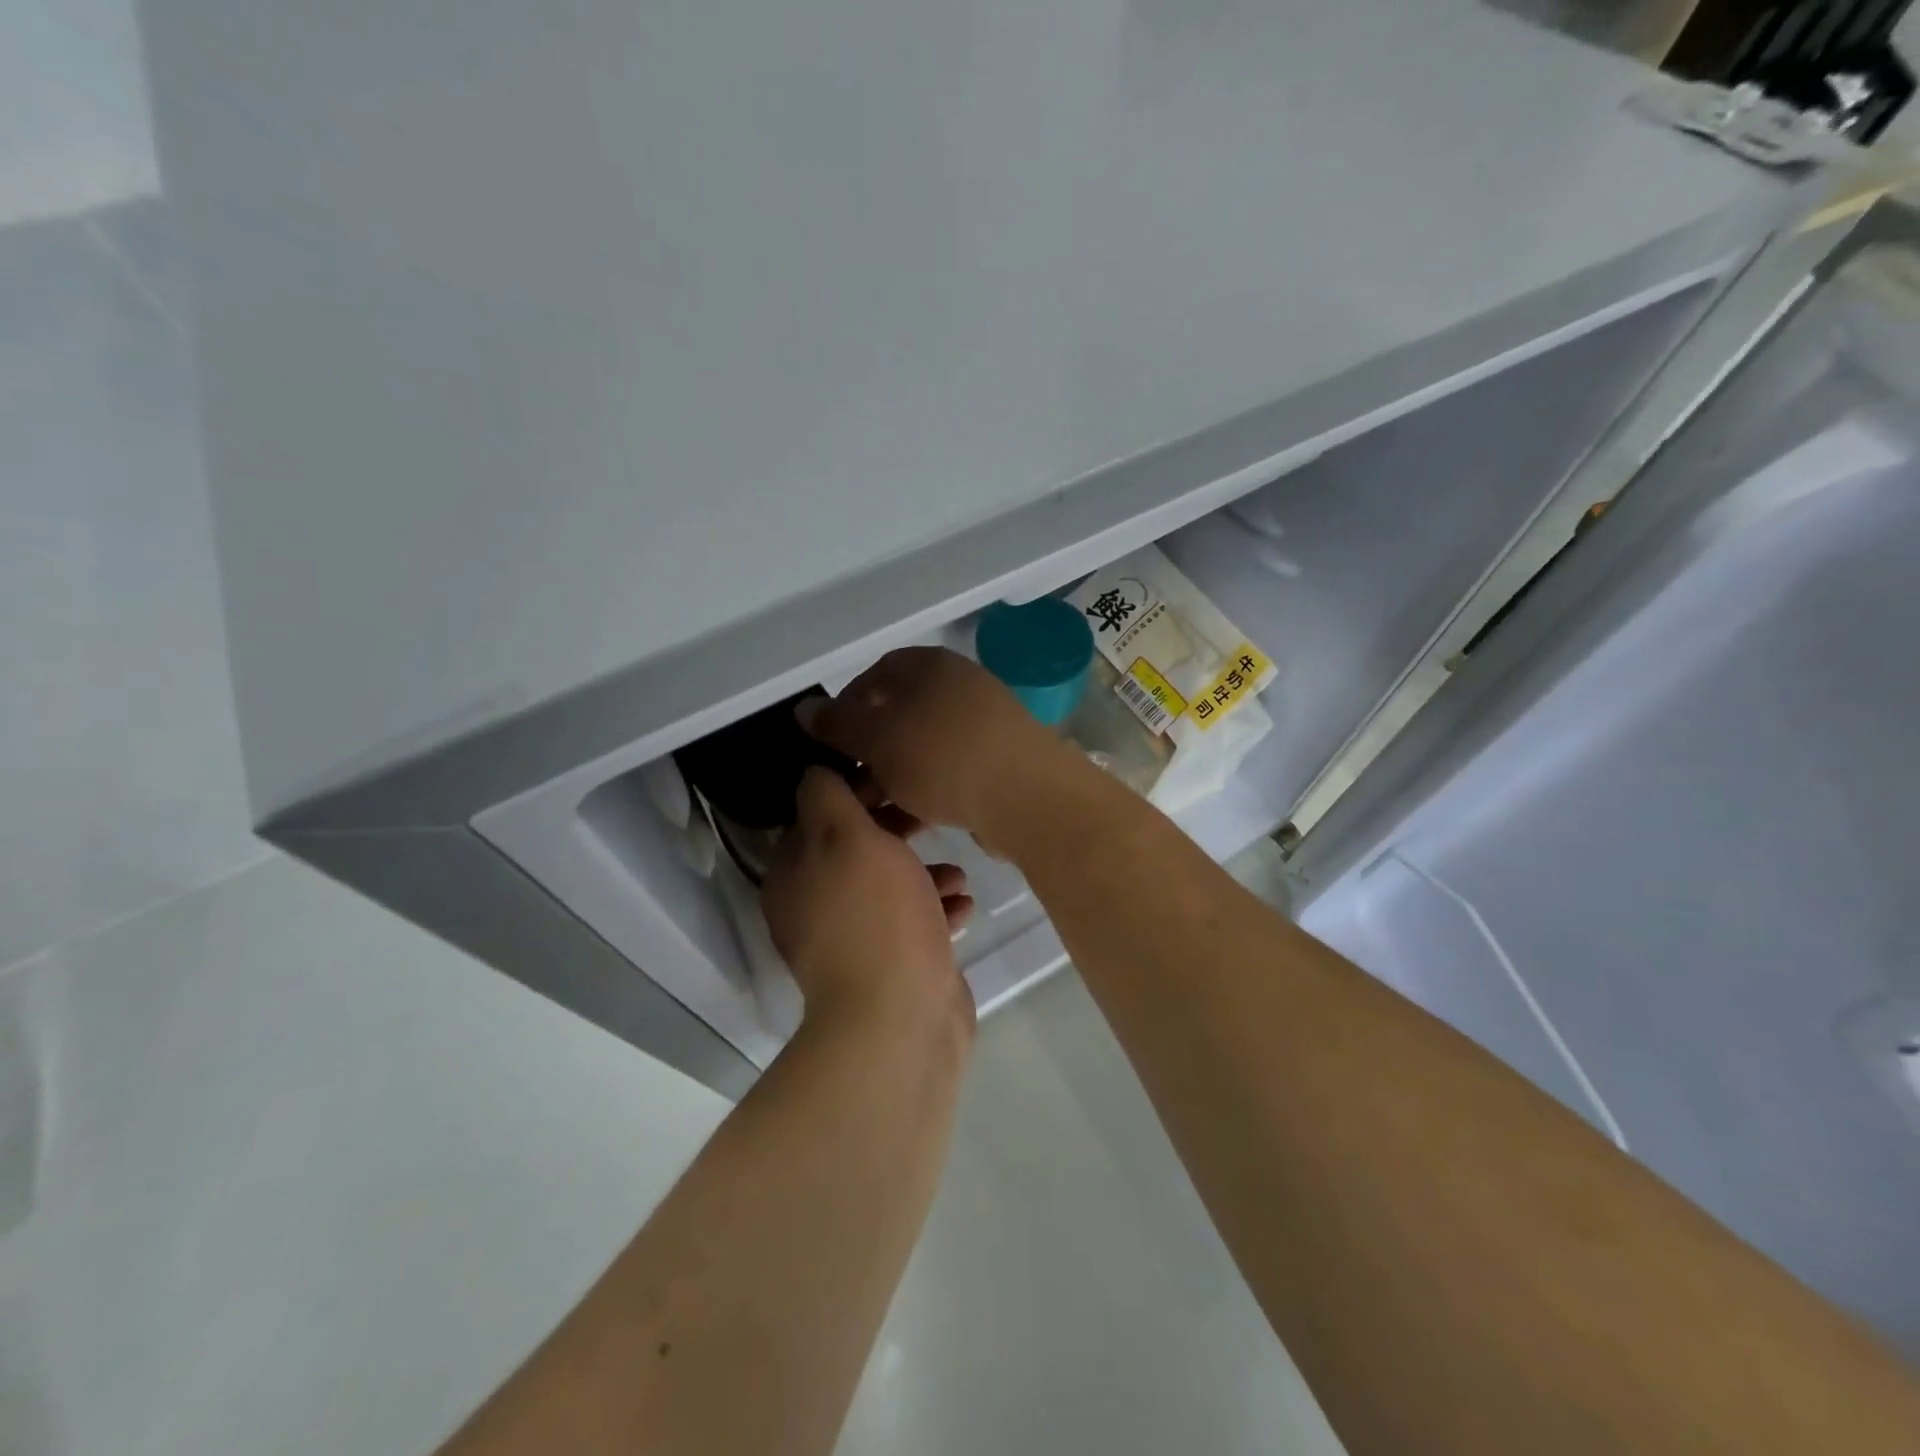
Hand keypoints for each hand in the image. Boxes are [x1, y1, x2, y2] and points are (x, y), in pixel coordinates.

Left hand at [761, 767, 976, 1036]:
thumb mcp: (846, 835)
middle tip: (931, 820)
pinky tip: (963, 908)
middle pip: (857, 850)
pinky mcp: (890, 967)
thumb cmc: (875, 914)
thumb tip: (817, 772)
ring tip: (957, 875)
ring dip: (923, 874)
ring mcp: (852, 940)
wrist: (901, 1018)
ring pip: (889, 887)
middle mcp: (815, 906)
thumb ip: (827, 796)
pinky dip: (935, 911)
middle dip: (897, 832)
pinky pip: (912, 925)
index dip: (857, 792)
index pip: (818, 815)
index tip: (896, 781)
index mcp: (794, 874)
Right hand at [801, 647, 1079, 842]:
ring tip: (877, 809)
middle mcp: (960, 685)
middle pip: (900, 712)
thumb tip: (805, 709)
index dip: (847, 707)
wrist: (1028, 797)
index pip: (876, 674)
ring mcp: (985, 722)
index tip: (830, 743)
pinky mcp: (1000, 759)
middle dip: (870, 749)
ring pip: (924, 745)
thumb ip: (838, 724)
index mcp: (930, 665)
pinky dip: (928, 786)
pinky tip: (915, 816)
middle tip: (851, 783)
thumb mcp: (878, 739)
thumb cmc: (943, 758)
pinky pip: (951, 767)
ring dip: (895, 774)